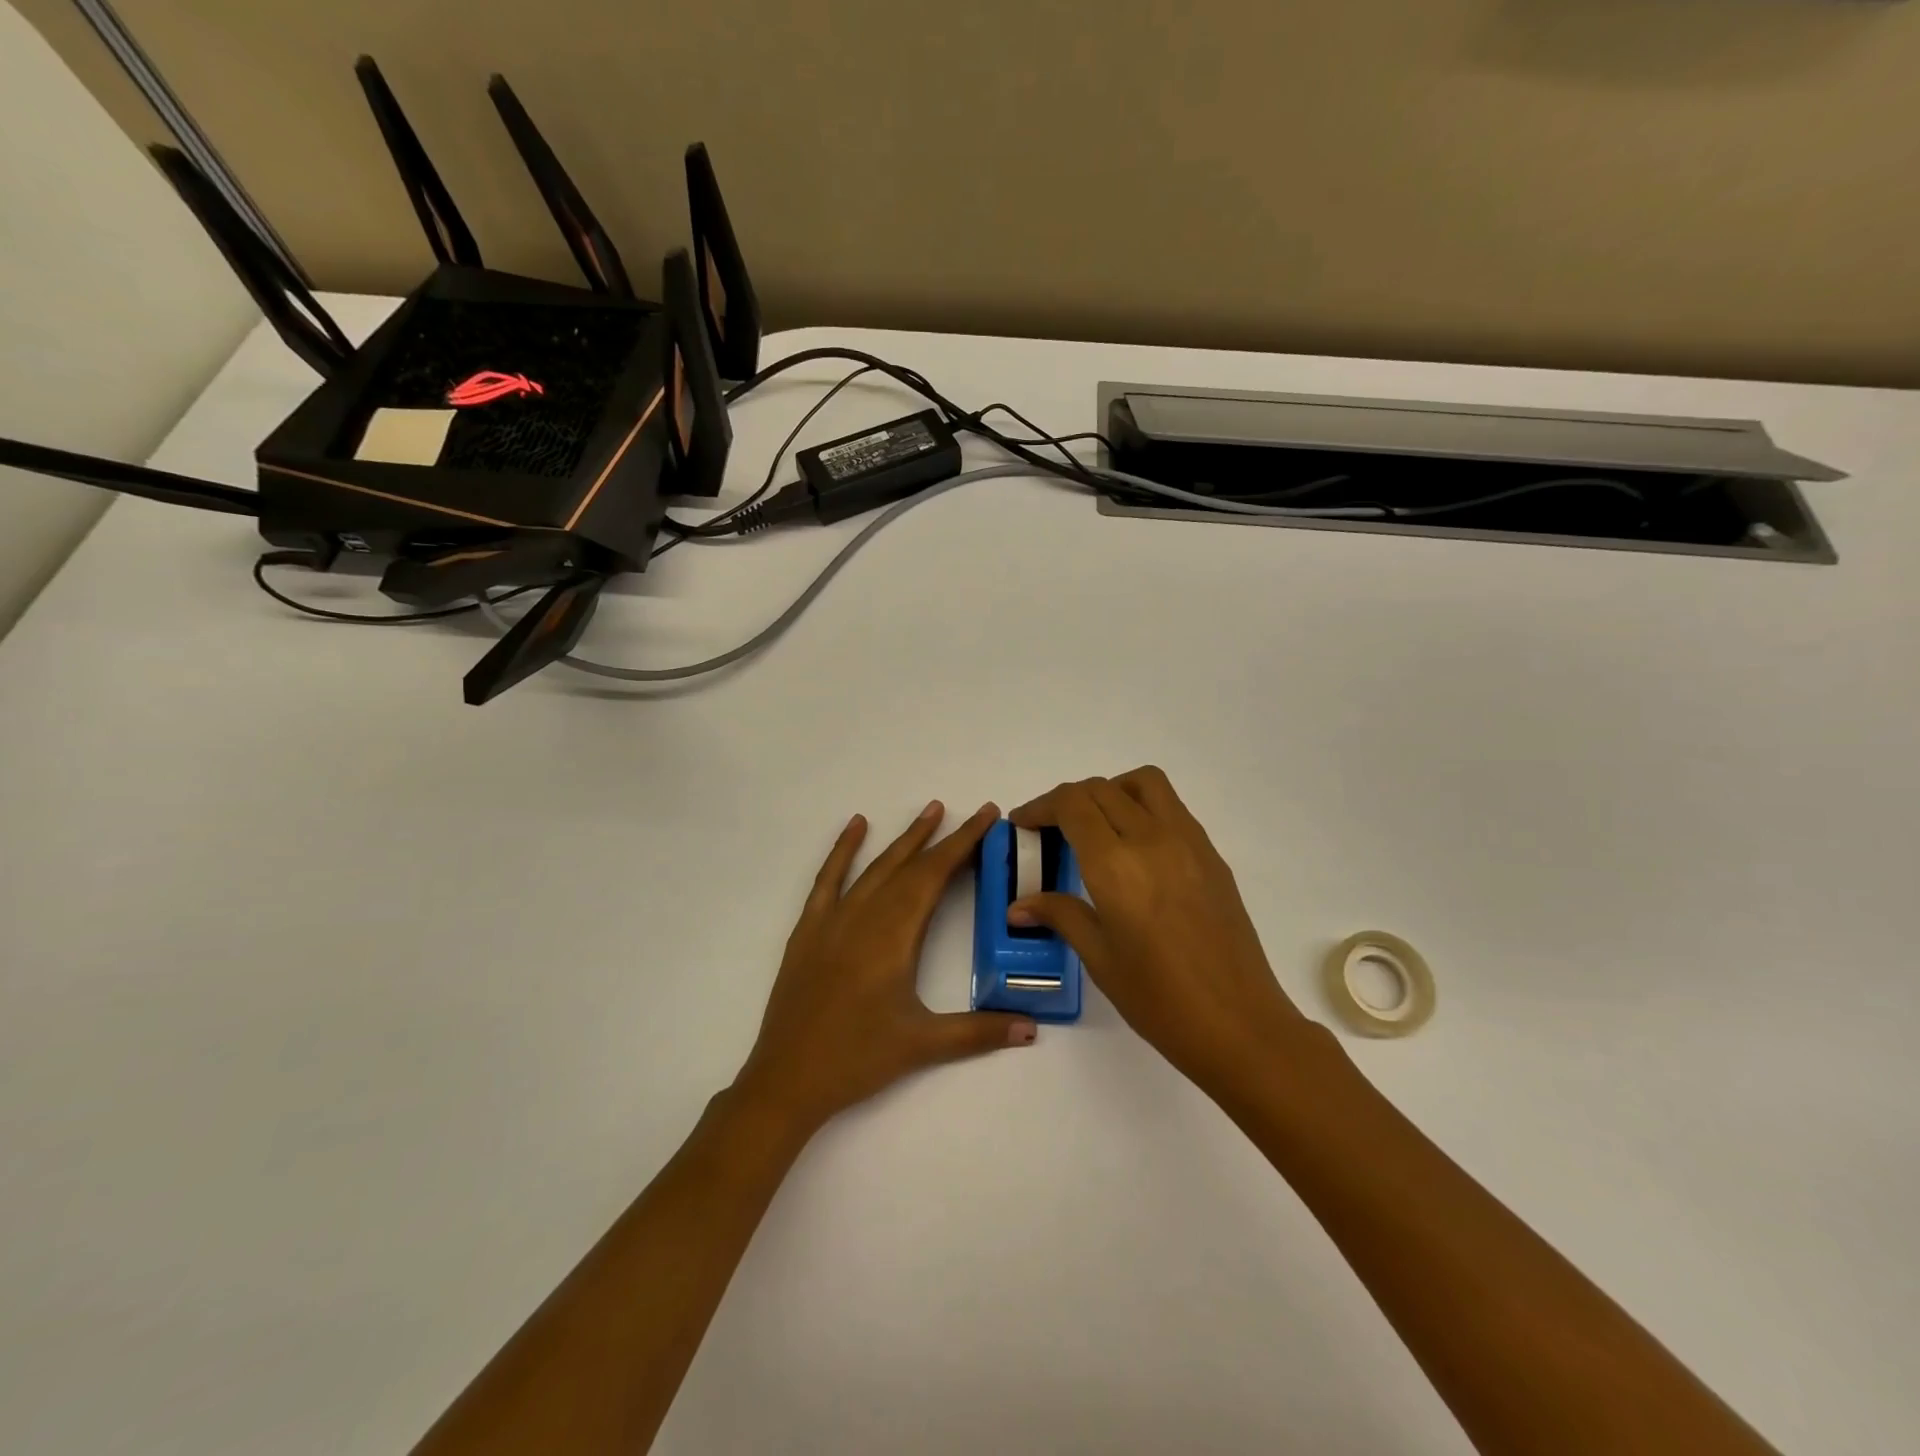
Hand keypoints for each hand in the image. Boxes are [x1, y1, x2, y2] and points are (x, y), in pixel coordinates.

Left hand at [736, 802, 1037, 1134]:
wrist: (787, 1080)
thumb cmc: (857, 1059)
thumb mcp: (923, 1045)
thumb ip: (979, 1032)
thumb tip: (1031, 1029)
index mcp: (893, 936)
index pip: (934, 876)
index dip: (963, 844)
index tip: (985, 817)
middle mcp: (864, 916)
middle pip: (909, 866)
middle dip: (942, 838)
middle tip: (970, 811)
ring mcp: (832, 920)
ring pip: (875, 867)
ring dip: (903, 839)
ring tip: (929, 809)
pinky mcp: (809, 930)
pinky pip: (828, 879)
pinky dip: (843, 850)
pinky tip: (855, 826)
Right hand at [1008, 767, 1314, 1099]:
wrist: (1239, 1024)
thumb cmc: (1159, 999)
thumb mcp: (1099, 958)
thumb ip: (1060, 915)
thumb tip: (1019, 906)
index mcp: (1116, 865)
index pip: (1071, 804)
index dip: (1040, 806)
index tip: (1023, 824)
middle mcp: (1152, 838)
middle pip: (1101, 788)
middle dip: (1067, 800)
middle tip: (1050, 829)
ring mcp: (1188, 841)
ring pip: (1144, 783)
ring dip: (1111, 790)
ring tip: (1096, 825)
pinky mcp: (1212, 854)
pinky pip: (1171, 808)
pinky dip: (1143, 808)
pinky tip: (1135, 851)